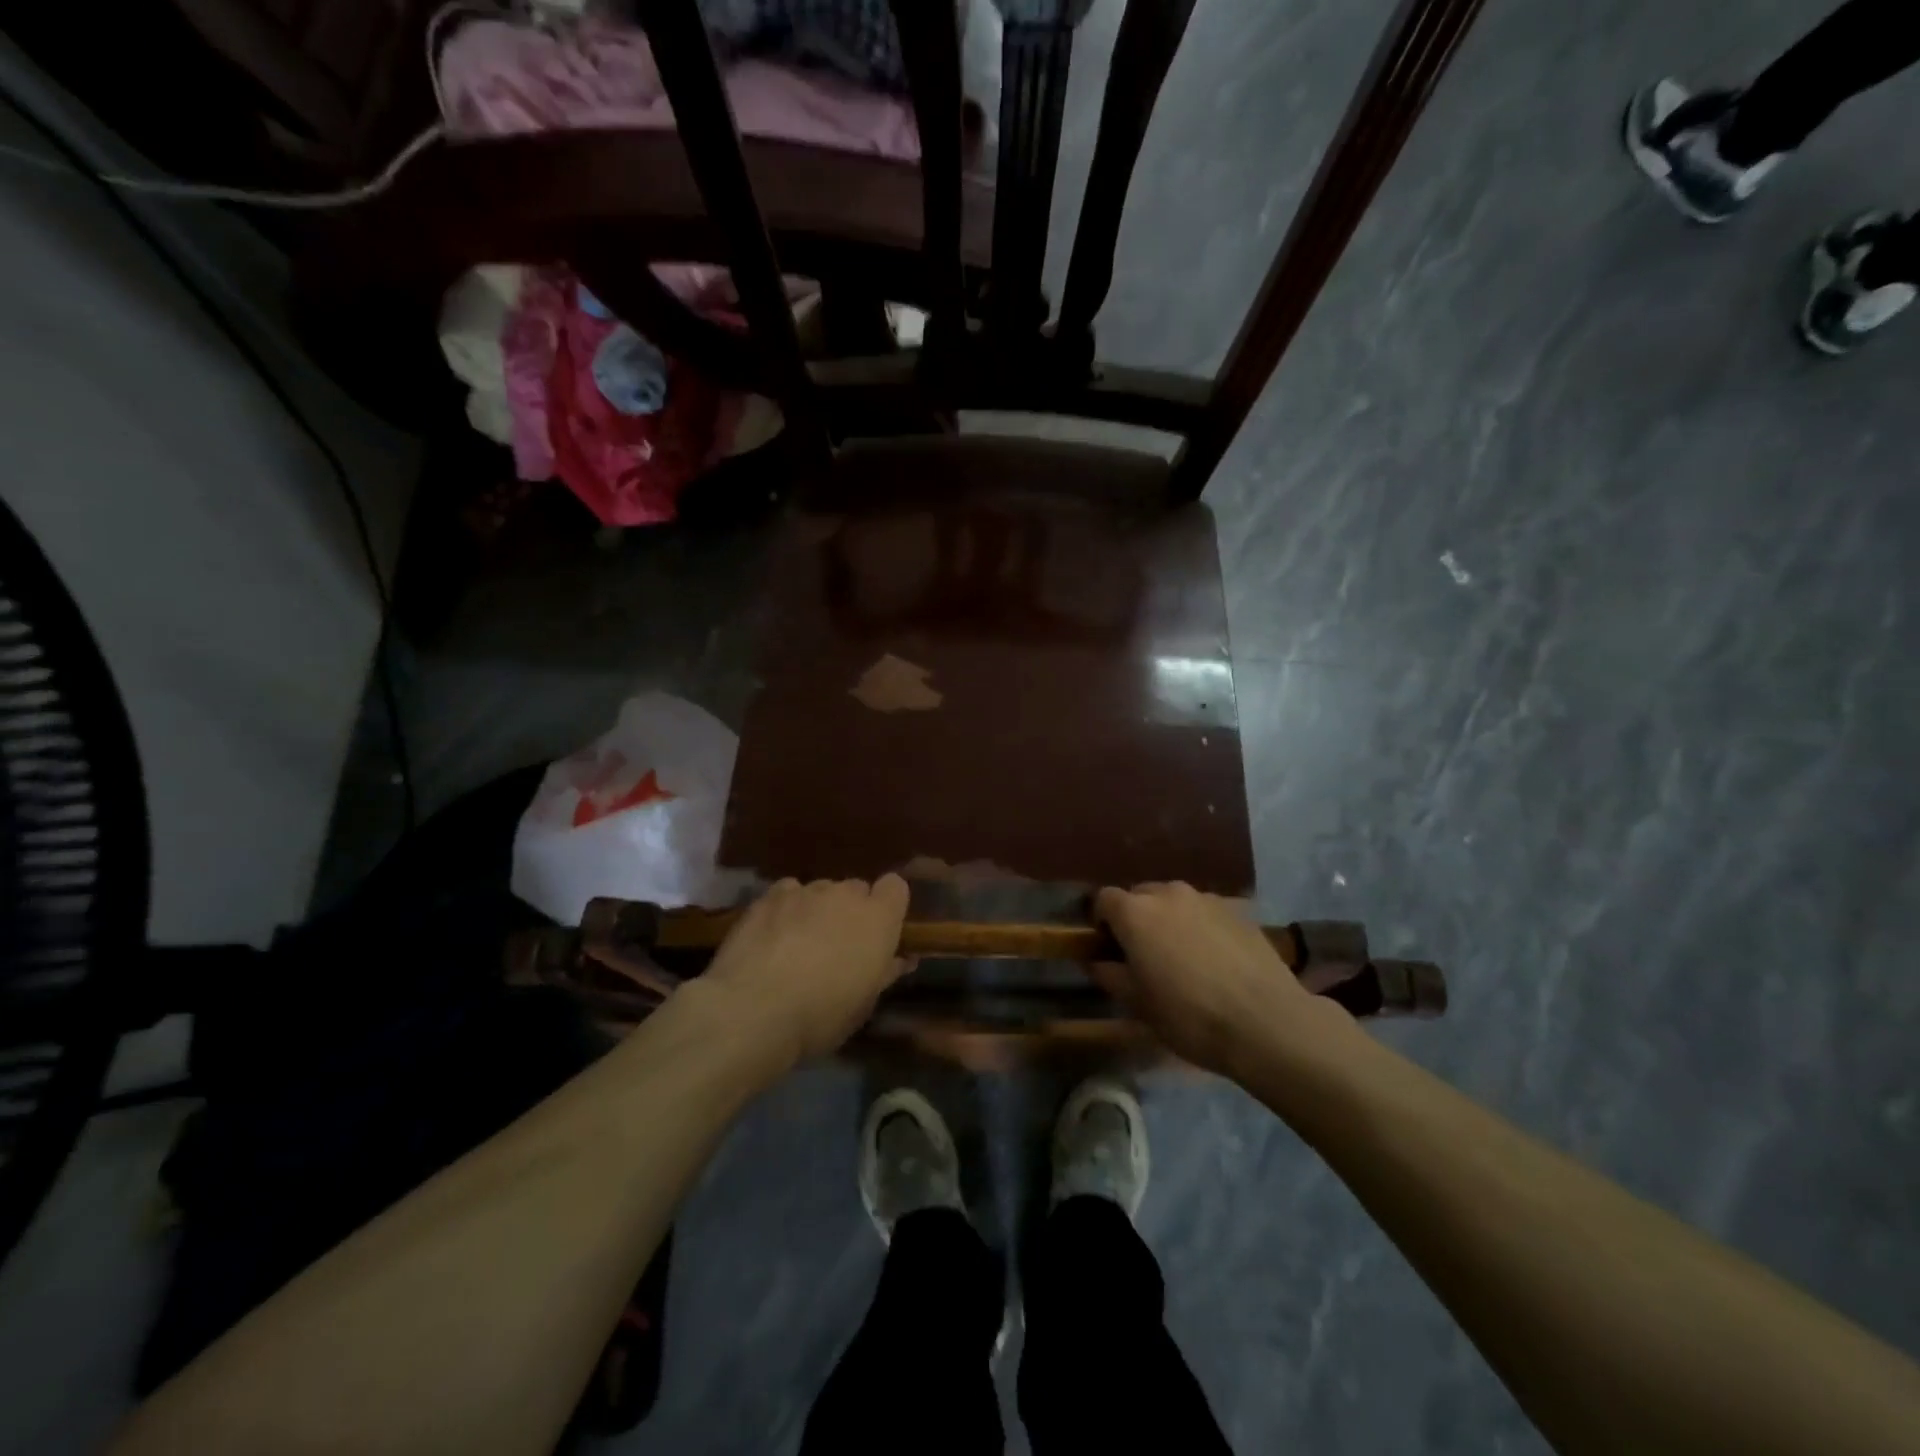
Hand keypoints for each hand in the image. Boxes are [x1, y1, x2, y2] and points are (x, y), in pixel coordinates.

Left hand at [701, 876, 910, 1066]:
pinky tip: (772, 935)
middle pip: (855, 890)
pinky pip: (788, 893)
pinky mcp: (769, 896)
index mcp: (878, 918)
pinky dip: (786, 908)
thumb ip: (884, 973)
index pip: (896, 887)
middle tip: (837, 946)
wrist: (754, 1009)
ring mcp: (806, 890)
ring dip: (817, 910)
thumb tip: (900, 959)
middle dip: (850, 912)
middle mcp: (845, 894)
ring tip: (798, 944)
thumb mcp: (863, 1005)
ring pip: (820, 891)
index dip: (888, 906)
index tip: (878, 932)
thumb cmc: (821, 1016)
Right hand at [1092, 882, 1347, 1078]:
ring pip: (1175, 901)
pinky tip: (1215, 958)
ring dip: (1170, 920)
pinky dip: (1201, 926)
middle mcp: (1167, 893)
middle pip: (1140, 895)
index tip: (1108, 947)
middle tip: (1144, 954)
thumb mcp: (1139, 1005)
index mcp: (1135, 913)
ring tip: (1182, 955)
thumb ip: (1110, 975)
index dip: (1102, 921)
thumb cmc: (1190, 1016)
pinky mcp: (1239, 909)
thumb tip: (1097, 961)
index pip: (1104, 899)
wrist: (1267, 1021)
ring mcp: (1206, 898)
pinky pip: (1206, 911)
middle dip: (1136, 918)